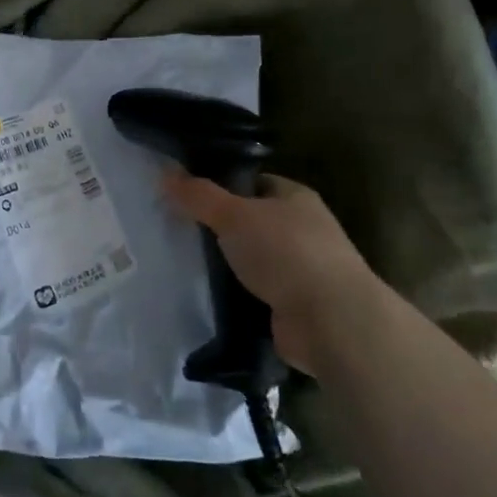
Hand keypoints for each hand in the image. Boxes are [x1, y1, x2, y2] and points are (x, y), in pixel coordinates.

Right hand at [161, 169, 378, 372]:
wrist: (331, 322)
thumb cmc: (286, 253)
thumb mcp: (234, 215)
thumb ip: (199, 196)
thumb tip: (164, 174)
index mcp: (295, 197)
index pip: (252, 182)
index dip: (221, 185)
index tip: (186, 195)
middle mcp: (302, 229)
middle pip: (250, 221)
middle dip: (219, 227)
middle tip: (177, 228)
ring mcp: (300, 270)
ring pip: (251, 258)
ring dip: (225, 263)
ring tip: (182, 261)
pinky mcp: (293, 305)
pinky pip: (254, 291)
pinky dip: (234, 293)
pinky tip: (204, 293)